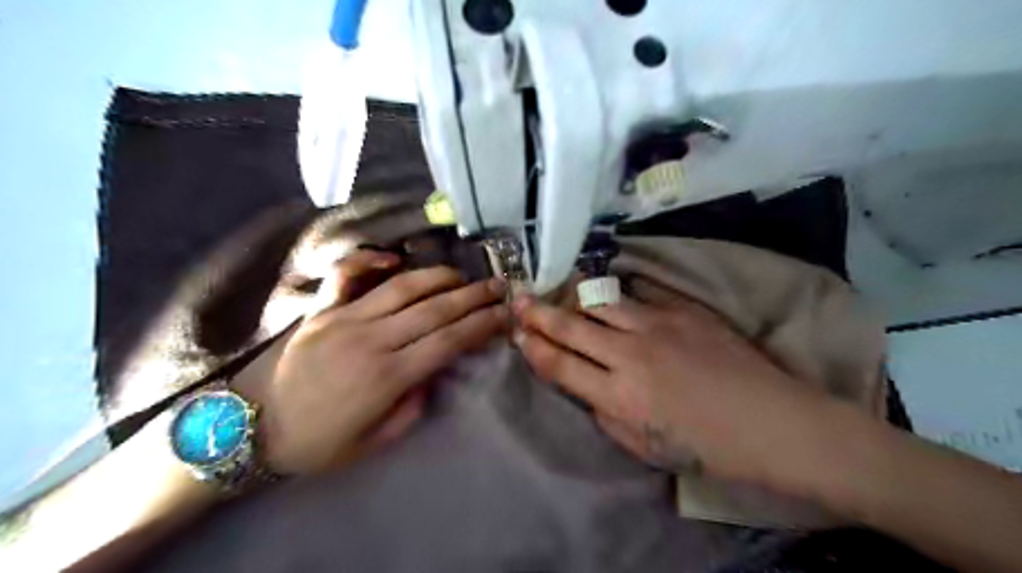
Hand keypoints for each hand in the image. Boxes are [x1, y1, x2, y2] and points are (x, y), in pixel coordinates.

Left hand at [231, 250, 501, 474]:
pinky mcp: (321, 310)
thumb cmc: (316, 442)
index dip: (481, 325)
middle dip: (473, 296)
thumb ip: (411, 407)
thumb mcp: (373, 441)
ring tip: (462, 275)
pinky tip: (391, 259)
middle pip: (434, 309)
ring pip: (401, 287)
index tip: (504, 315)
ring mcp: (344, 319)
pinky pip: (346, 276)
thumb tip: (432, 373)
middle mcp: (371, 339)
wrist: (250, 428)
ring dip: (438, 277)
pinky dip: (368, 261)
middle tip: (498, 286)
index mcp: (387, 376)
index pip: (448, 341)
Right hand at [516, 294, 833, 488]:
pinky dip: (617, 296)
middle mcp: (630, 354)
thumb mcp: (646, 447)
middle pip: (572, 326)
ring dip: (574, 298)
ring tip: (559, 292)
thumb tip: (587, 387)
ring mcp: (658, 325)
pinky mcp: (683, 310)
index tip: (518, 336)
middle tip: (518, 301)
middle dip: (538, 314)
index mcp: (620, 396)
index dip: (534, 349)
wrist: (773, 422)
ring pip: (601, 302)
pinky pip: (639, 296)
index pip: (560, 365)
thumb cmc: (709, 447)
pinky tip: (608, 295)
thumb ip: (606, 415)